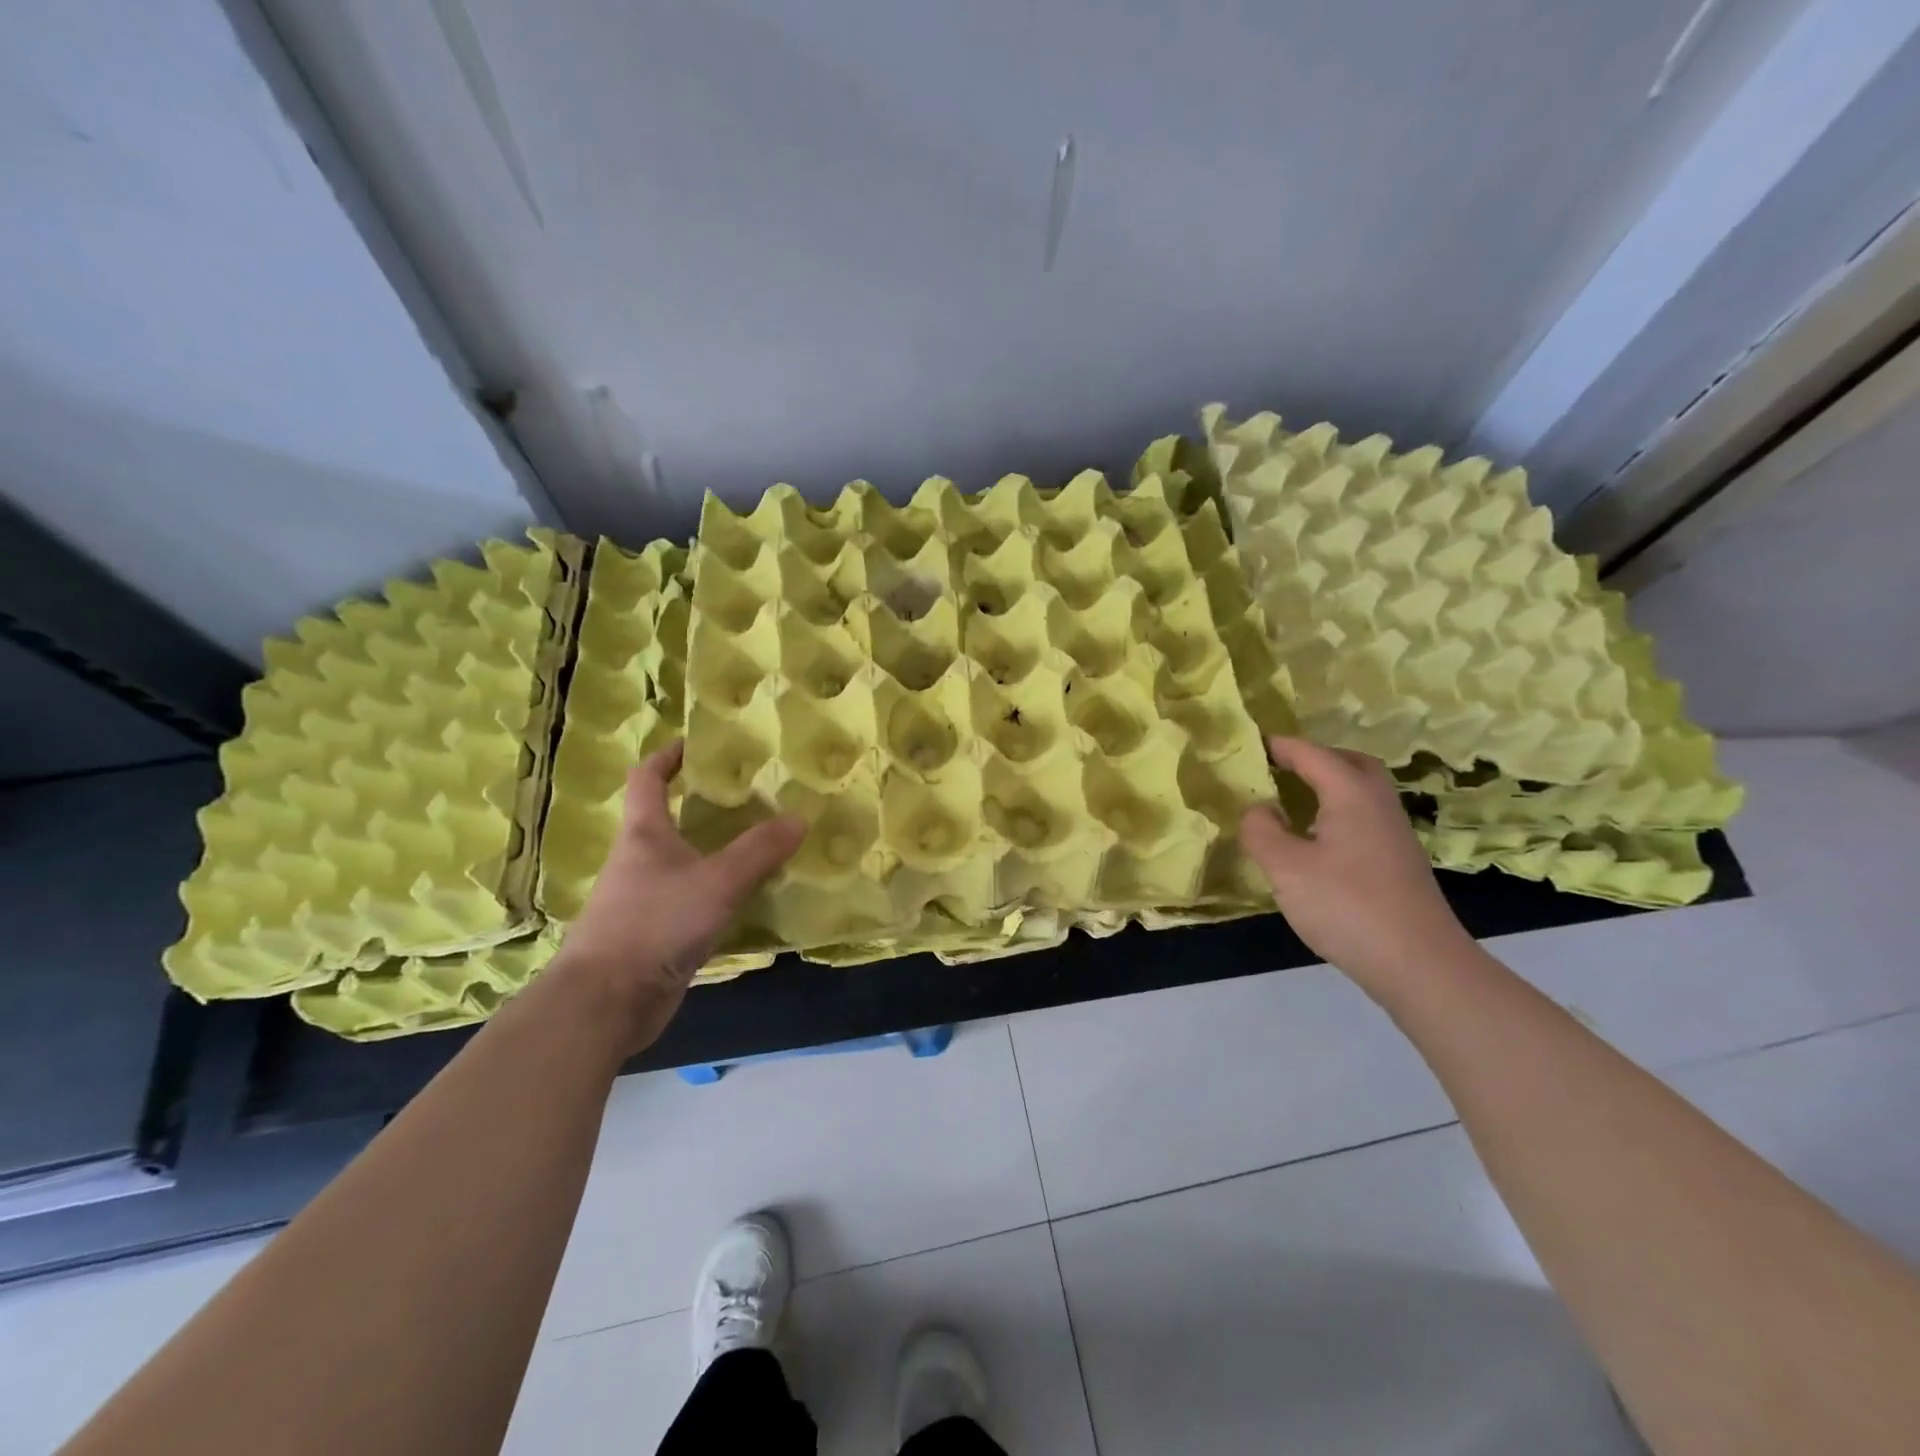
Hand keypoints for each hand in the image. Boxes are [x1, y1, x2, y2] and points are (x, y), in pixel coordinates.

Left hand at [548, 742, 804, 1047]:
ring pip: (683, 864)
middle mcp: (639, 861)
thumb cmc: (654, 924)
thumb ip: (758, 850)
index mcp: (643, 834)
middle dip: (703, 805)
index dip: (668, 756)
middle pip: (667, 820)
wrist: (606, 1002)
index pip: (648, 778)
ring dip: (714, 853)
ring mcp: (643, 900)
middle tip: (751, 797)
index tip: (696, 743)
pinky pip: (691, 902)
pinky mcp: (654, 936)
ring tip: (760, 844)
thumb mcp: (716, 881)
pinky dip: (717, 894)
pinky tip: (748, 899)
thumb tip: (799, 818)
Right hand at [1238, 736, 1473, 994]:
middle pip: (1350, 764)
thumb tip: (1258, 809)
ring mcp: (1394, 835)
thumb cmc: (1347, 906)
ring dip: (1329, 786)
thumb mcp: (1286, 868)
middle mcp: (1378, 805)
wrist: (1419, 964)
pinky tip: (1317, 841)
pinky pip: (1364, 818)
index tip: (1251, 744)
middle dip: (1315, 758)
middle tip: (1282, 768)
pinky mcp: (1398, 863)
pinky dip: (1338, 813)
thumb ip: (1261, 831)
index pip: (1312, 755)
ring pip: (1361, 792)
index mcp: (1351, 795)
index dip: (1280, 747)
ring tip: (1293, 802)